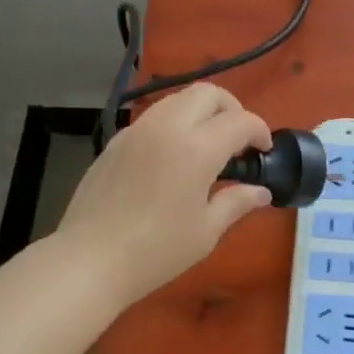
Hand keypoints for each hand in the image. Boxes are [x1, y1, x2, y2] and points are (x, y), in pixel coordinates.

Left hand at [57, 83, 272, 307]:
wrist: (90, 260)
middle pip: (208, 93)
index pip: (239, 121)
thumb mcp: (206, 231)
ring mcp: (137, 131)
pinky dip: (174, 124)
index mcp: (197, 148)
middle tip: (238, 141)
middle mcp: (167, 127)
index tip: (264, 151)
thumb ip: (236, 203)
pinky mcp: (116, 142)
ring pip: (177, 99)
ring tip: (207, 146)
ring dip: (200, 112)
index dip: (259, 131)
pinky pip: (153, 118)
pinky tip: (173, 158)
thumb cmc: (156, 251)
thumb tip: (261, 191)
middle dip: (231, 109)